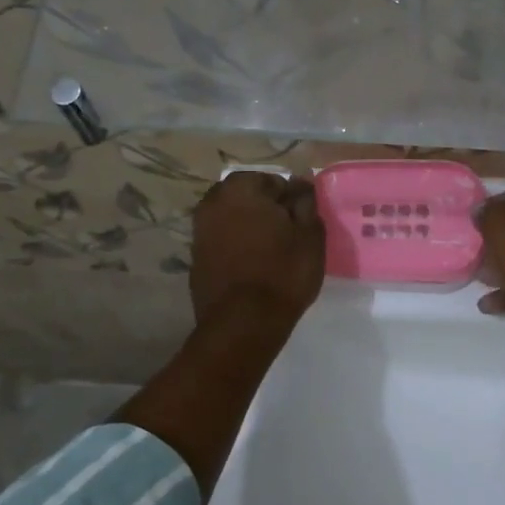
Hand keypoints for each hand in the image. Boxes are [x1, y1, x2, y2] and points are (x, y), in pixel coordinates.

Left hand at [189, 171, 325, 329]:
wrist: (244, 323)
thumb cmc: (283, 272)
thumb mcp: (310, 235)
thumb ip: (305, 203)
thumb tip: (300, 184)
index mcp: (240, 188)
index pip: (272, 181)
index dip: (289, 200)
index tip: (300, 222)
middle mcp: (212, 203)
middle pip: (246, 198)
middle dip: (264, 210)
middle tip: (287, 236)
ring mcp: (199, 232)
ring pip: (231, 220)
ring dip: (248, 228)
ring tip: (270, 252)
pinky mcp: (195, 259)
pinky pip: (221, 243)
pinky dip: (235, 248)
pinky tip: (251, 267)